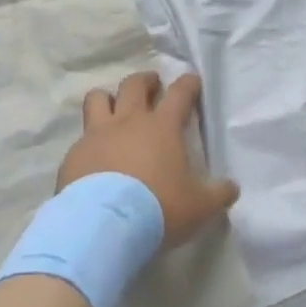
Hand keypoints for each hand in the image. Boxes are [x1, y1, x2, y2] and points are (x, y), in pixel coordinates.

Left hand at [61, 72, 239, 249]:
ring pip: (97, 99)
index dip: (188, 84)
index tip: (191, 80)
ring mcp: (97, 135)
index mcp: (162, 127)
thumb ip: (217, 195)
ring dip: (107, 98)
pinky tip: (92, 158)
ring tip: (112, 107)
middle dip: (145, 80)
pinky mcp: (74, 154)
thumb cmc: (158, 209)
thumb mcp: (199, 207)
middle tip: (152, 85)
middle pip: (134, 85)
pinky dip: (89, 142)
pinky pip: (81, 138)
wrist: (102, 225)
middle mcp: (128, 121)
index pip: (179, 94)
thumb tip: (231, 188)